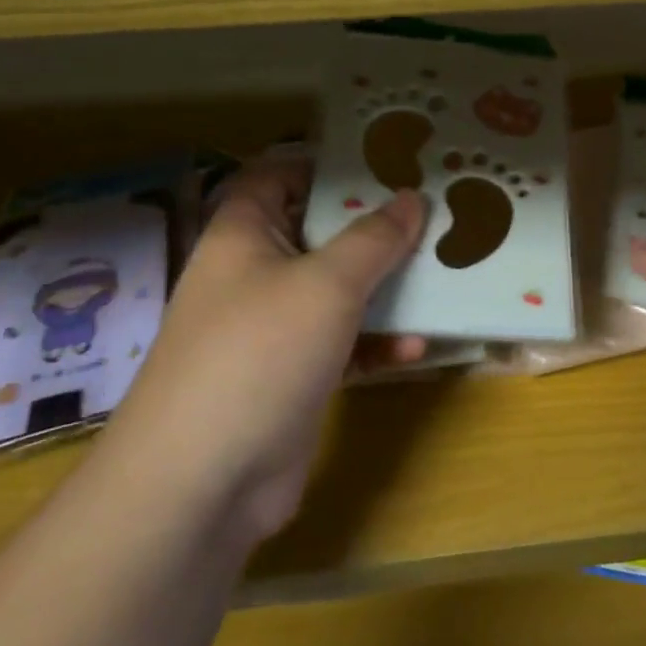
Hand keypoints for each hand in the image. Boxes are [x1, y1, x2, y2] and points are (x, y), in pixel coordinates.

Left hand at [101, 155, 425, 541]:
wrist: (203, 482)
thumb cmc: (260, 352)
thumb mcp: (327, 283)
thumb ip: (374, 238)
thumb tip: (412, 197)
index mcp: (244, 234)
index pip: (279, 175)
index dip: (327, 165)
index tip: (387, 163)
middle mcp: (255, 273)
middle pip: (319, 233)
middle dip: (374, 227)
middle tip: (433, 215)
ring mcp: (273, 328)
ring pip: (337, 291)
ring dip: (385, 287)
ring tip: (441, 275)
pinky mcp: (293, 376)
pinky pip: (342, 344)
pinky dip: (375, 342)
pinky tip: (415, 348)